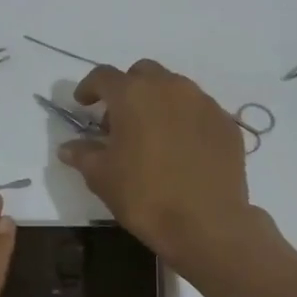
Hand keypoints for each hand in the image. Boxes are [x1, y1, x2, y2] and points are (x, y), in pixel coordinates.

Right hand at [58, 60, 262, 267]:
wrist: (207, 223)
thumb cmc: (145, 196)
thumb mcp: (102, 177)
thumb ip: (83, 154)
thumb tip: (68, 147)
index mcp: (134, 94)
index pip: (104, 76)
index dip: (89, 87)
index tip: (83, 103)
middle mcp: (171, 87)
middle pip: (143, 74)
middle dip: (127, 89)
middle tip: (119, 121)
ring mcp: (204, 103)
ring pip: (175, 89)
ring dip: (158, 103)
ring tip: (152, 135)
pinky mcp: (227, 124)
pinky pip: (199, 111)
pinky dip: (185, 120)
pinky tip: (181, 149)